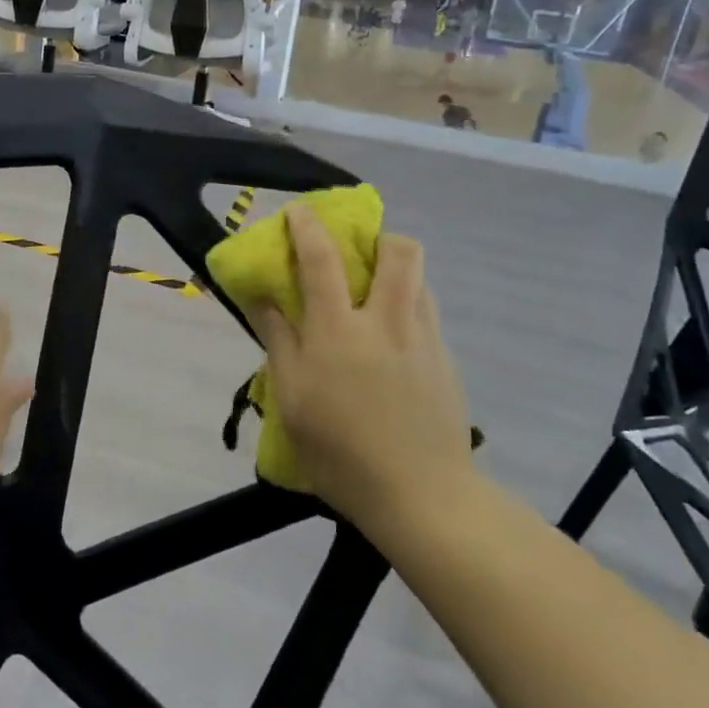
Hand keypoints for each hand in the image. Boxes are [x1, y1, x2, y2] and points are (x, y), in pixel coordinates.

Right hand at [248, 207, 473, 533]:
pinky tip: (393, 344)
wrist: (422, 497)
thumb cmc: (340, 452)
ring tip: (375, 297)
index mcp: (338, 330)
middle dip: (379, 237)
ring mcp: (423, 340)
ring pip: (420, 280)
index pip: (321, 259)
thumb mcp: (292, 399)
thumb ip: (278, 341)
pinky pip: (428, 315)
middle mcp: (386, 322)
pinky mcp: (446, 362)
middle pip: (399, 252)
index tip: (298, 210)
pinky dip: (408, 308)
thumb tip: (263, 297)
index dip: (307, 227)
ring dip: (397, 272)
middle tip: (358, 254)